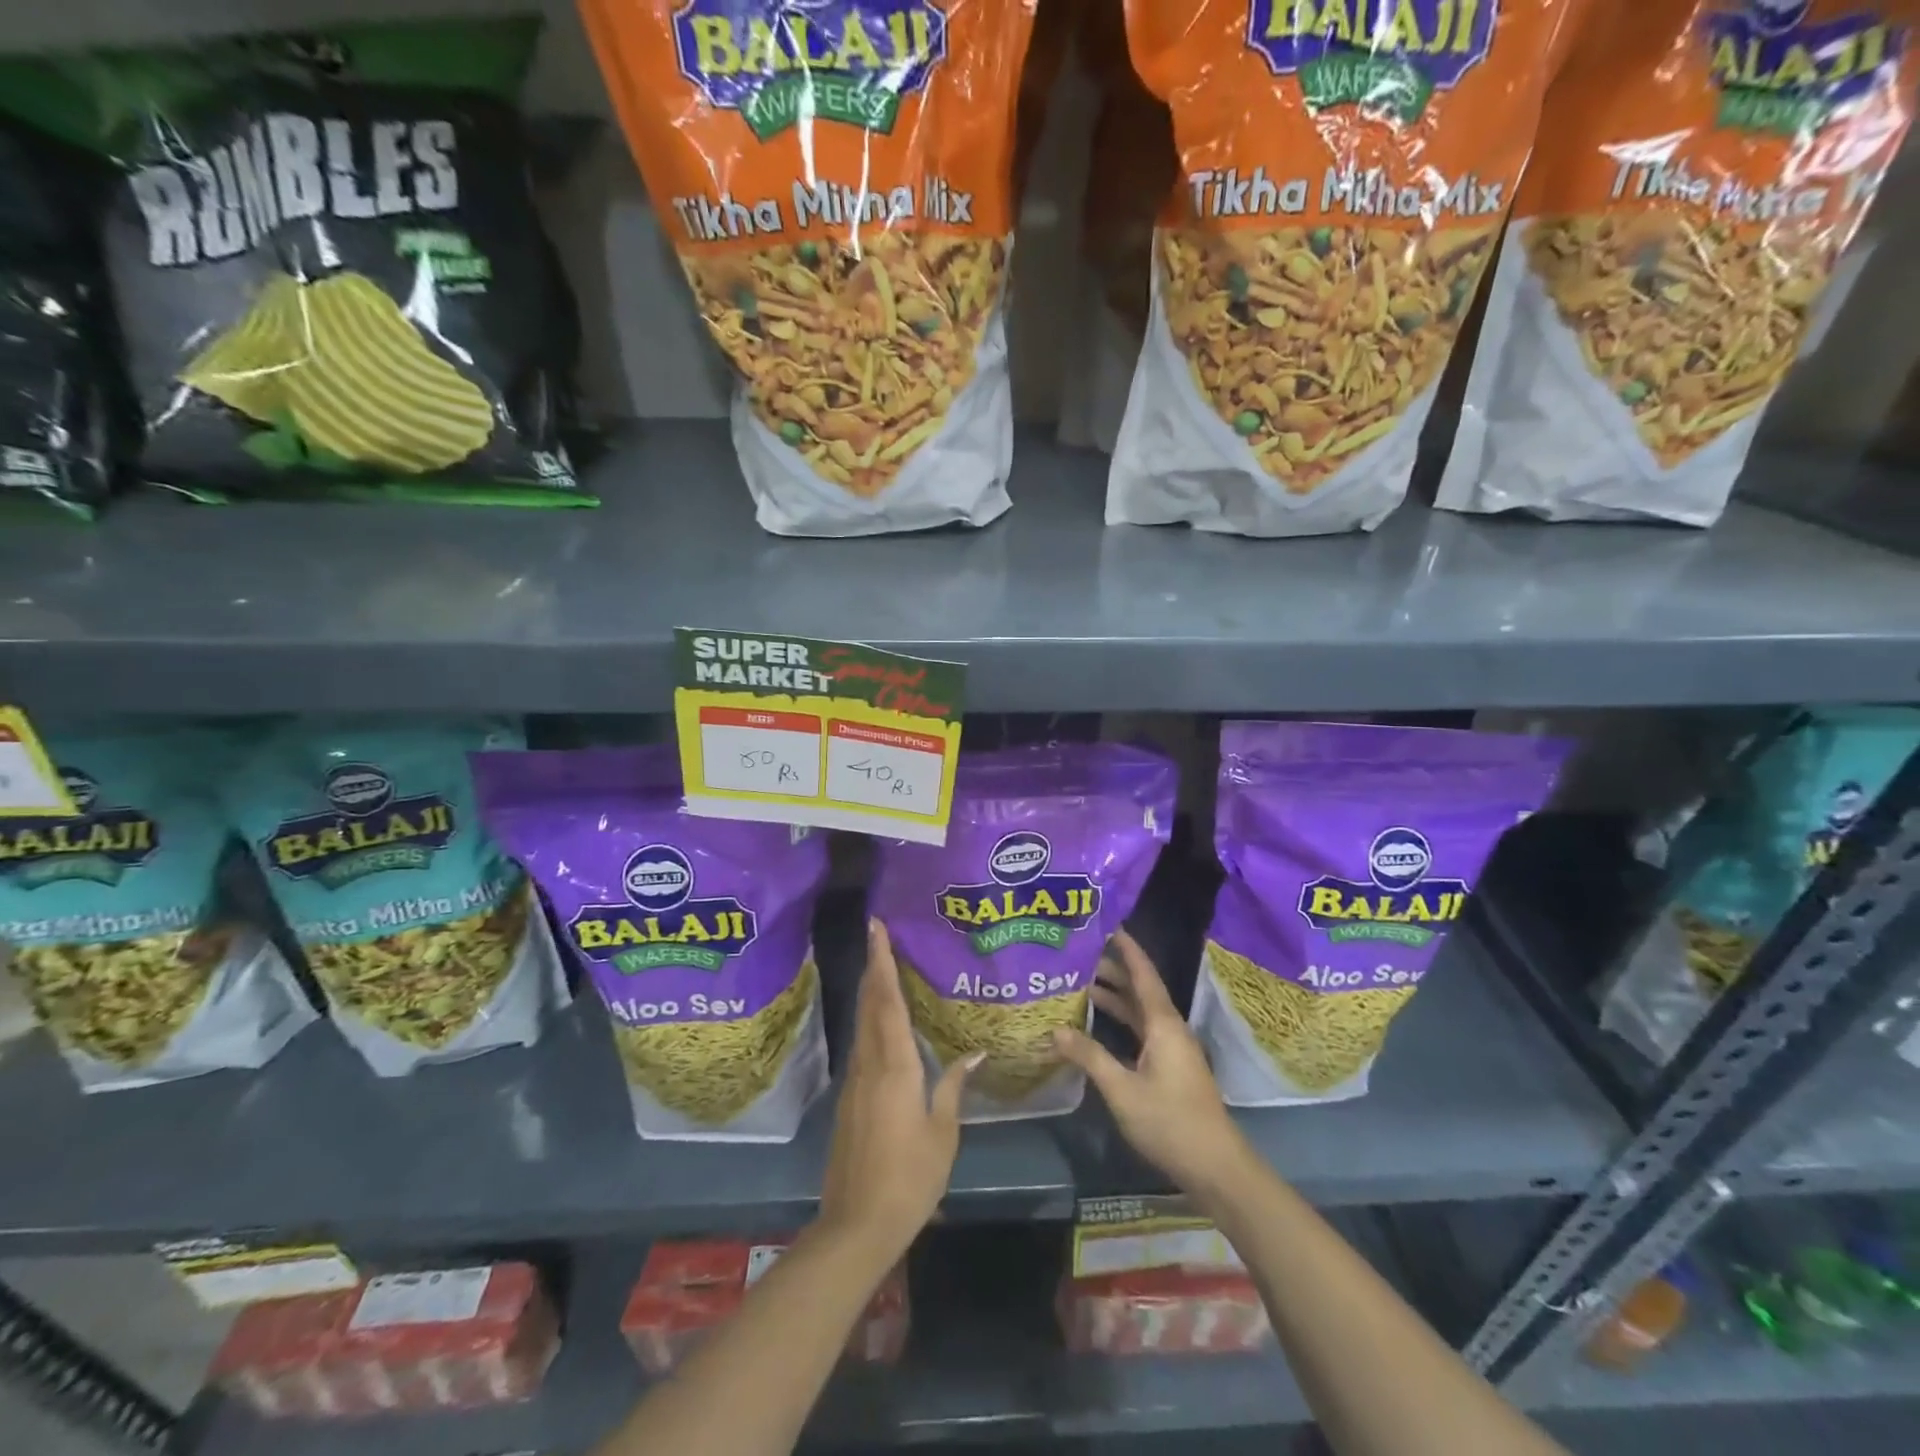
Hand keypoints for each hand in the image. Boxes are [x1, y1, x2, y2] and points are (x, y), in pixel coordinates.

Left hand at [818, 919, 979, 1257]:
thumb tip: (972, 1052)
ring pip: (862, 1024)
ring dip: (871, 992)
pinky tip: (883, 1022)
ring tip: (884, 967)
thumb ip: (952, 1087)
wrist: (857, 1225)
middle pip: (870, 1005)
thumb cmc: (910, 1178)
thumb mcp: (943, 1133)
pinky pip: (862, 1045)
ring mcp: (854, 1081)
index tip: (876, 929)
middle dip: (873, 966)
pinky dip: (871, 1021)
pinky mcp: (849, 1099)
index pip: (888, 1001)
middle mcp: (869, 1064)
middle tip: (879, 934)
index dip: (882, 962)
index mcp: (895, 1067)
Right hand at [1053, 930, 1253, 1199]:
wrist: (1214, 1166)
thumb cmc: (1169, 1121)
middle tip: (1082, 953)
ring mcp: (1171, 1049)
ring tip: (1084, 982)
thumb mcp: (1122, 1089)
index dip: (1127, 949)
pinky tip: (1099, 1024)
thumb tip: (1055, 1030)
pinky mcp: (1170, 1067)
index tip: (1110, 925)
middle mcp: (1169, 1029)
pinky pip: (1142, 1031)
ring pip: (1141, 1012)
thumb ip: (1089, 1057)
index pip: (1143, 975)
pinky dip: (1122, 1021)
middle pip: (1141, 990)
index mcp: (1163, 1024)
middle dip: (1115, 970)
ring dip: (1116, 997)